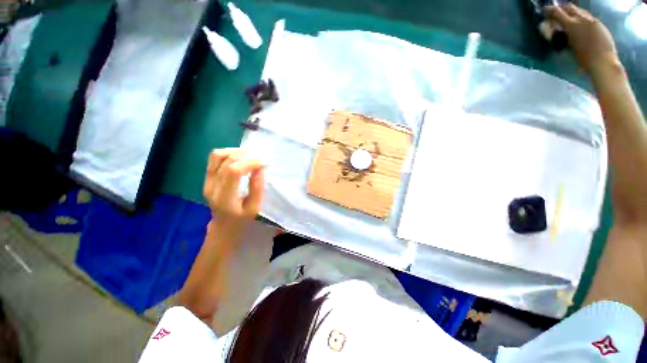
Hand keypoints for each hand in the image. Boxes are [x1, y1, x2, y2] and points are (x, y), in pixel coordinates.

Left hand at [203, 148, 264, 226]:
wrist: (223, 226)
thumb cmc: (242, 219)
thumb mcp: (254, 208)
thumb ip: (257, 188)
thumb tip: (260, 169)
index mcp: (225, 198)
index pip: (234, 171)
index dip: (250, 163)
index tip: (263, 163)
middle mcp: (213, 186)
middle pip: (227, 161)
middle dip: (246, 156)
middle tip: (259, 159)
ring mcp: (207, 180)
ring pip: (217, 155)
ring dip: (235, 151)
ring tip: (250, 156)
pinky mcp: (207, 177)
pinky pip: (214, 158)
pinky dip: (228, 153)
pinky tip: (239, 156)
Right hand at [546, 4, 617, 74]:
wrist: (603, 62)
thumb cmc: (584, 59)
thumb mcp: (569, 47)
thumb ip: (565, 36)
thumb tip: (559, 30)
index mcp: (572, 25)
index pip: (558, 13)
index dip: (550, 10)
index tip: (545, 11)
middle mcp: (582, 19)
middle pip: (570, 8)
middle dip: (563, 9)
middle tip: (558, 13)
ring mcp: (592, 21)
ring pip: (580, 11)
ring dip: (574, 13)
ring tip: (570, 17)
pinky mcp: (599, 25)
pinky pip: (589, 18)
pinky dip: (583, 19)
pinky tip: (582, 24)